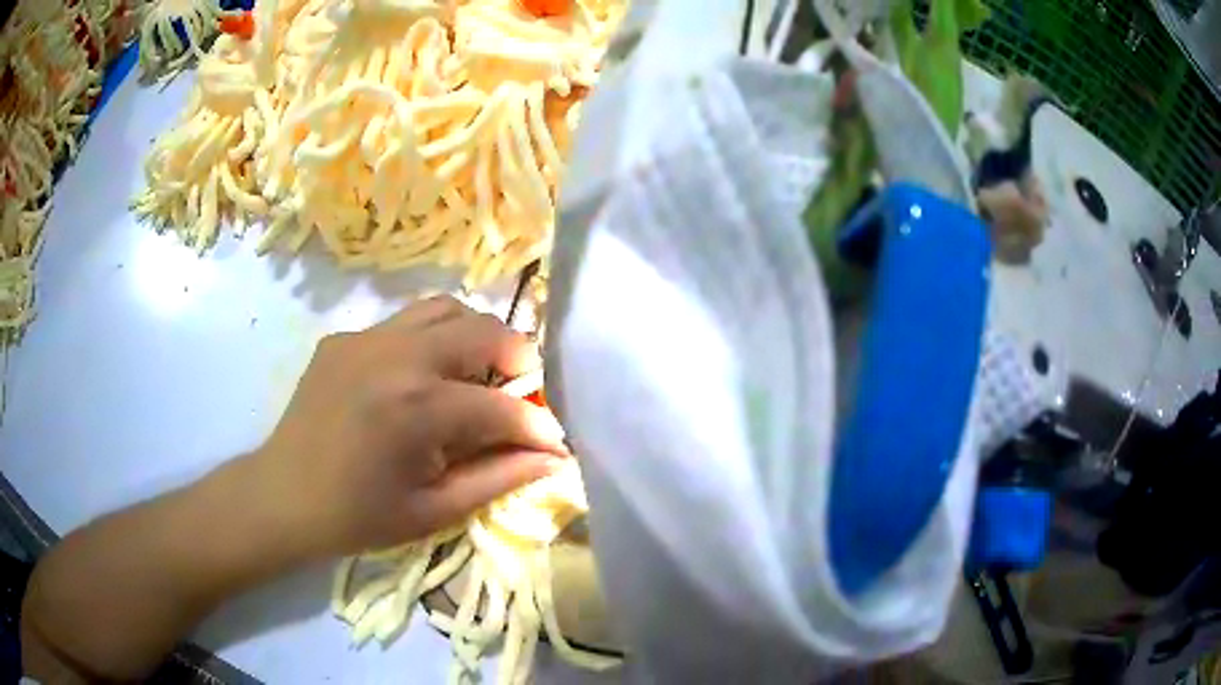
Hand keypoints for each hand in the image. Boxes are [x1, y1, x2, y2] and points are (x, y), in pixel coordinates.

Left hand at [250, 296, 569, 558]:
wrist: (284, 496)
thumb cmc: (359, 516)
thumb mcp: (435, 510)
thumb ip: (500, 477)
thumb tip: (553, 457)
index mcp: (417, 409)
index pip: (502, 405)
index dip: (538, 426)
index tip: (554, 441)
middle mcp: (395, 356)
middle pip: (483, 330)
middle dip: (517, 361)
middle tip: (518, 398)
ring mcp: (365, 338)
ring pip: (445, 309)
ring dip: (474, 338)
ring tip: (474, 377)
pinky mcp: (345, 336)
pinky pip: (403, 323)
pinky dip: (430, 341)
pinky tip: (419, 379)